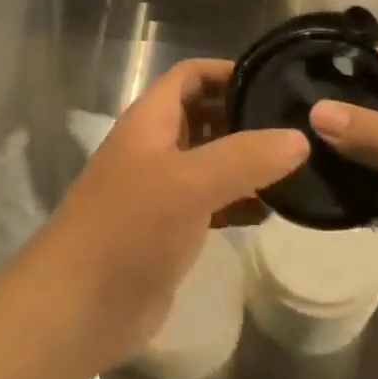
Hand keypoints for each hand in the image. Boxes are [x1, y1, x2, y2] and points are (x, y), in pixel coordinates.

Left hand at [26, 59, 308, 372]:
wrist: (77, 307)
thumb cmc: (129, 228)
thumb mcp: (189, 183)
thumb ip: (245, 157)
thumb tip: (300, 137)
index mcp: (150, 119)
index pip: (191, 75)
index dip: (228, 71)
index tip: (275, 79)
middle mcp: (155, 146)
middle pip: (205, 115)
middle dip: (245, 116)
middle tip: (298, 125)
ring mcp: (162, 189)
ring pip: (211, 160)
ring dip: (247, 161)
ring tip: (298, 166)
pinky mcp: (170, 229)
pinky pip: (212, 202)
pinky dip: (240, 201)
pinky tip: (273, 211)